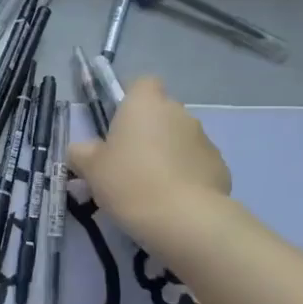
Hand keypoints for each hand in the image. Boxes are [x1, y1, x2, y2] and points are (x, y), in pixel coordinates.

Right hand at [68, 75, 230, 232]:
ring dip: (167, 154)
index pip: (142, 84)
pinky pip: (196, 164)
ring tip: (151, 187)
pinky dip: (186, 176)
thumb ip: (82, 153)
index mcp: (145, 104)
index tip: (118, 125)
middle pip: (161, 114)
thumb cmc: (129, 182)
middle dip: (147, 132)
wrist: (185, 219)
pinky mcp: (220, 167)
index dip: (130, 100)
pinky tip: (173, 201)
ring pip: (179, 139)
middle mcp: (178, 113)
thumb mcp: (90, 168)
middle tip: (127, 162)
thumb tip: (82, 151)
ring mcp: (204, 139)